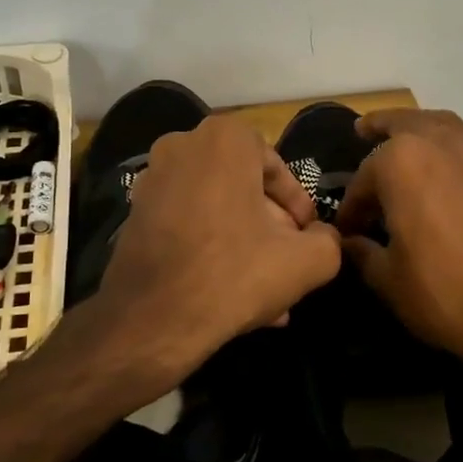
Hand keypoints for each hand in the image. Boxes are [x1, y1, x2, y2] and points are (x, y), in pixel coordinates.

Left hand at [95, 114, 341, 385]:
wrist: (152, 321)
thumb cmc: (234, 274)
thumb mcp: (307, 261)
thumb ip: (328, 240)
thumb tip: (322, 237)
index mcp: (223, 140)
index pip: (277, 167)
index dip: (298, 206)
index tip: (306, 238)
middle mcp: (182, 147)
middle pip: (244, 189)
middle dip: (270, 228)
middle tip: (287, 263)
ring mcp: (152, 181)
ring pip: (216, 210)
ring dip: (245, 244)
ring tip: (268, 291)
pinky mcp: (134, 215)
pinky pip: (188, 225)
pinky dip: (211, 249)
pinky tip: (232, 294)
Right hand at [336, 109, 462, 386]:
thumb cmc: (442, 292)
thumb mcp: (387, 278)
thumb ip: (362, 252)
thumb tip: (347, 242)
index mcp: (401, 163)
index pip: (363, 179)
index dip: (351, 206)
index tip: (344, 231)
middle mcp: (440, 146)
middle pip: (406, 124)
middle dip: (382, 127)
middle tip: (364, 129)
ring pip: (445, 127)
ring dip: (423, 127)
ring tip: (409, 134)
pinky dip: (459, 152)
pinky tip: (454, 172)